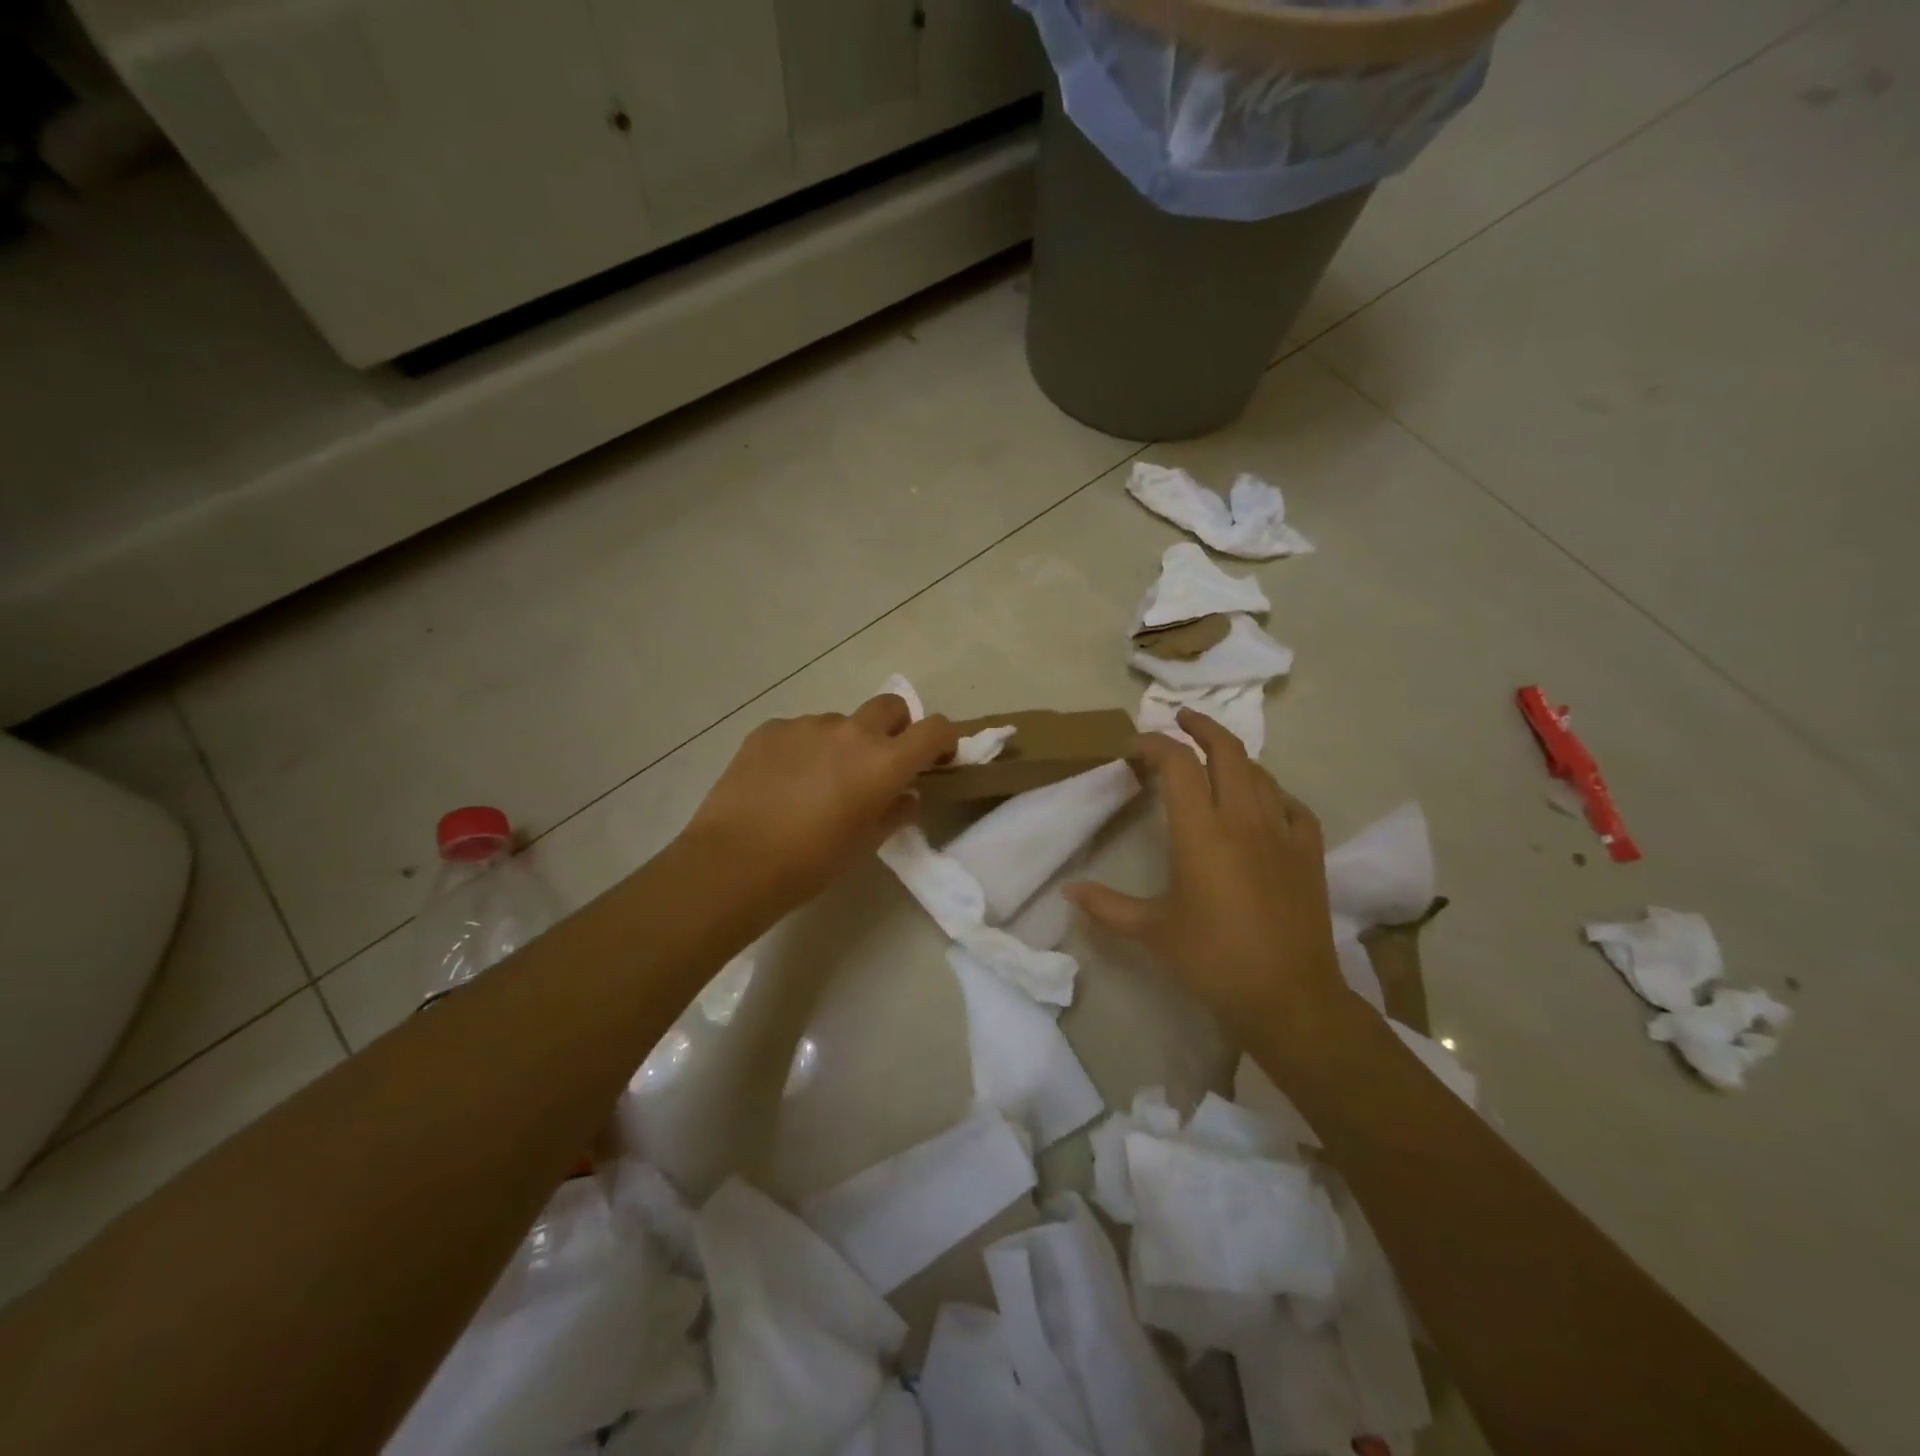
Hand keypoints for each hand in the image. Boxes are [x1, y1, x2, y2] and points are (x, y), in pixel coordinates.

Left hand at [681, 693, 957, 910]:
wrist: (734, 862)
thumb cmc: (811, 863)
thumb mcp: (864, 844)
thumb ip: (894, 812)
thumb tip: (904, 795)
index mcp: (883, 762)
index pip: (934, 729)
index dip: (943, 740)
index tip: (936, 759)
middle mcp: (851, 732)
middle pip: (890, 707)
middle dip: (896, 728)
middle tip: (879, 762)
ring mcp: (807, 725)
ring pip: (840, 722)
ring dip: (843, 742)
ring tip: (817, 782)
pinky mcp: (770, 729)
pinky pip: (800, 731)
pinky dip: (804, 749)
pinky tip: (783, 782)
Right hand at [1065, 711, 1346, 1030]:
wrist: (1289, 996)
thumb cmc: (1213, 959)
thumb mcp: (1152, 932)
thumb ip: (1106, 906)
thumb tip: (1069, 890)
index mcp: (1201, 832)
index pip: (1178, 764)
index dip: (1156, 744)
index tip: (1136, 745)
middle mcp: (1243, 819)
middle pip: (1226, 751)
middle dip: (1202, 726)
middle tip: (1181, 718)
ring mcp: (1282, 833)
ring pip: (1260, 773)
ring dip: (1234, 757)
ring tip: (1215, 759)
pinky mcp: (1309, 852)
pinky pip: (1292, 805)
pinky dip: (1273, 793)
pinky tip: (1265, 804)